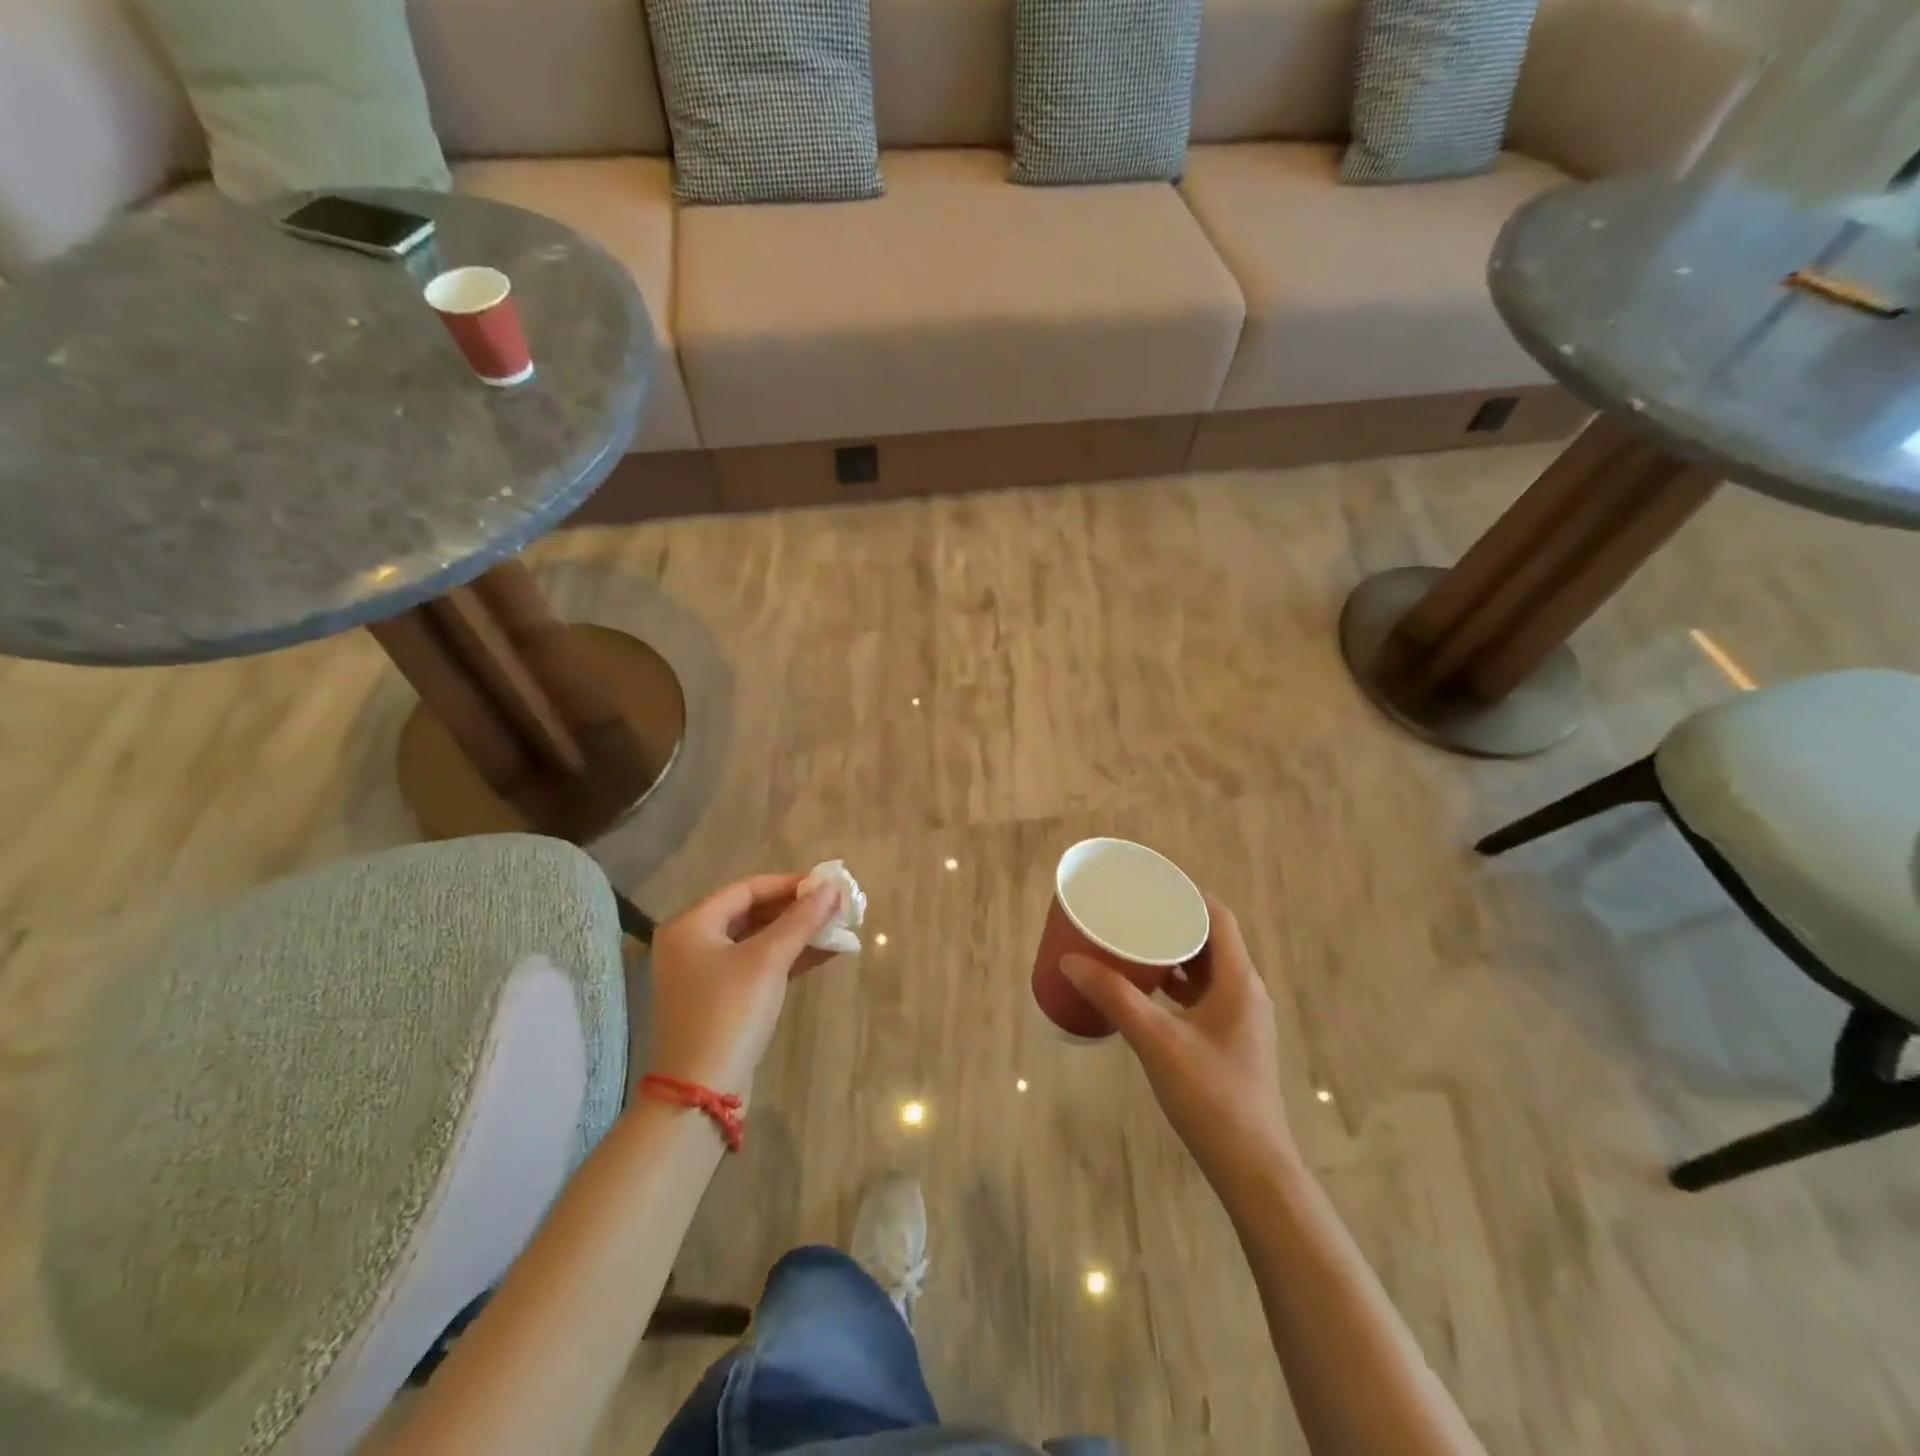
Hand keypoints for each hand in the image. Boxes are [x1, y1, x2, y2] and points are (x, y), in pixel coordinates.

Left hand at [644, 874, 842, 1100]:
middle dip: (796, 909)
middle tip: (836, 906)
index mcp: (691, 925)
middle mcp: (692, 943)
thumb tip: (832, 888)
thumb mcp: (768, 960)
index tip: (827, 884)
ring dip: (796, 933)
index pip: (746, 888)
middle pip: (751, 912)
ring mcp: (704, 973)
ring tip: (838, 928)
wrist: (701, 1092)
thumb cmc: (730, 1012)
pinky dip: (787, 958)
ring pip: (757, 940)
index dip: (789, 884)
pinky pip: (757, 965)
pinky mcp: (720, 999)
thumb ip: (801, 920)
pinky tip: (824, 953)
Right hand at [1062, 893, 1291, 1189]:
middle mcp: (1246, 992)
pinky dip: (1179, 985)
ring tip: (1135, 946)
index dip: (1188, 895)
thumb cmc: (1210, 1095)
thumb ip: (1115, 997)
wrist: (1252, 1167)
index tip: (1151, 885)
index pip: (1218, 917)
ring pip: (1208, 970)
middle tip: (1134, 913)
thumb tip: (1071, 960)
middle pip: (1212, 941)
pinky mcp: (1233, 1042)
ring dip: (1175, 955)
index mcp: (1238, 981)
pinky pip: (1205, 996)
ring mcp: (1242, 1020)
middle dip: (1174, 923)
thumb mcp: (1156, 1041)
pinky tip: (1148, 994)